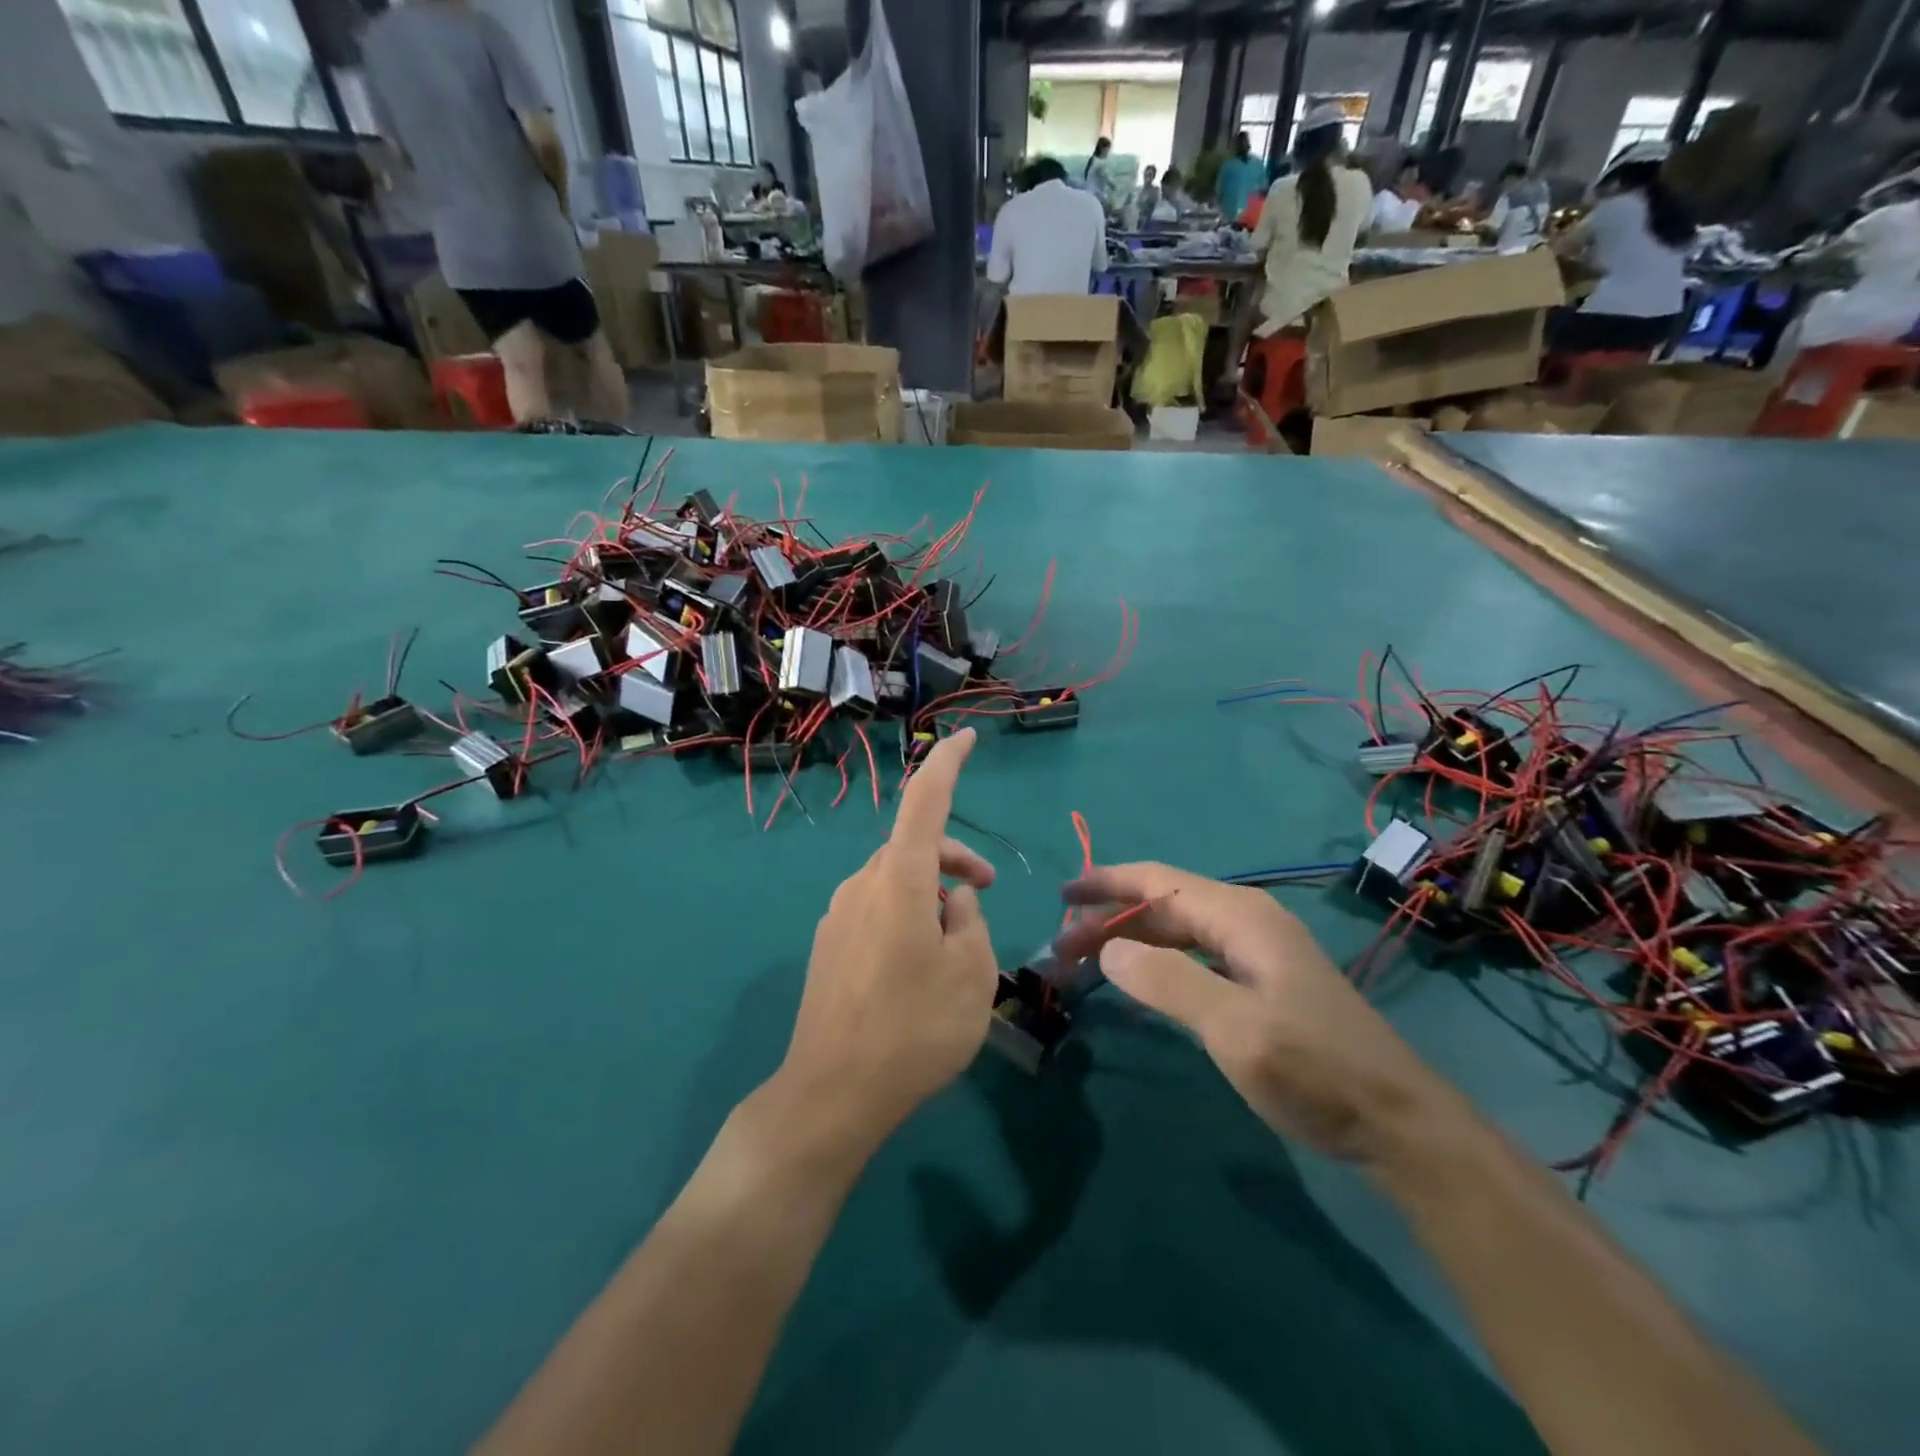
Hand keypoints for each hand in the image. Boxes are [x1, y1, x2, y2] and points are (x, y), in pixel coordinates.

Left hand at [779, 730, 999, 1151]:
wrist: (831, 1094)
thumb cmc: (914, 1029)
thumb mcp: (971, 975)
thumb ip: (969, 923)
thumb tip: (953, 903)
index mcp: (900, 881)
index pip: (925, 801)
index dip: (948, 764)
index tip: (968, 739)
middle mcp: (862, 885)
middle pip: (914, 847)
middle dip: (955, 857)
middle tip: (987, 891)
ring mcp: (838, 915)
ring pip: (895, 880)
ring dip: (931, 891)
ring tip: (956, 944)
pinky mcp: (829, 945)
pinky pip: (876, 909)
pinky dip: (906, 915)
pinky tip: (916, 966)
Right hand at [1057, 863, 1451, 1163]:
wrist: (1399, 1124)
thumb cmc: (1315, 1071)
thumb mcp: (1236, 1029)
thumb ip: (1169, 982)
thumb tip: (1108, 949)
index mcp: (1242, 917)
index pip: (1158, 882)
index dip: (1107, 883)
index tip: (1062, 896)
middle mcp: (1248, 922)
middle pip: (1164, 905)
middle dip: (1111, 919)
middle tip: (1061, 948)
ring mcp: (1258, 953)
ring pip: (1178, 931)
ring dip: (1131, 941)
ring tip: (1086, 963)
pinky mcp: (1263, 983)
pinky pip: (1195, 957)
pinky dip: (1158, 962)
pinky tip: (1139, 981)